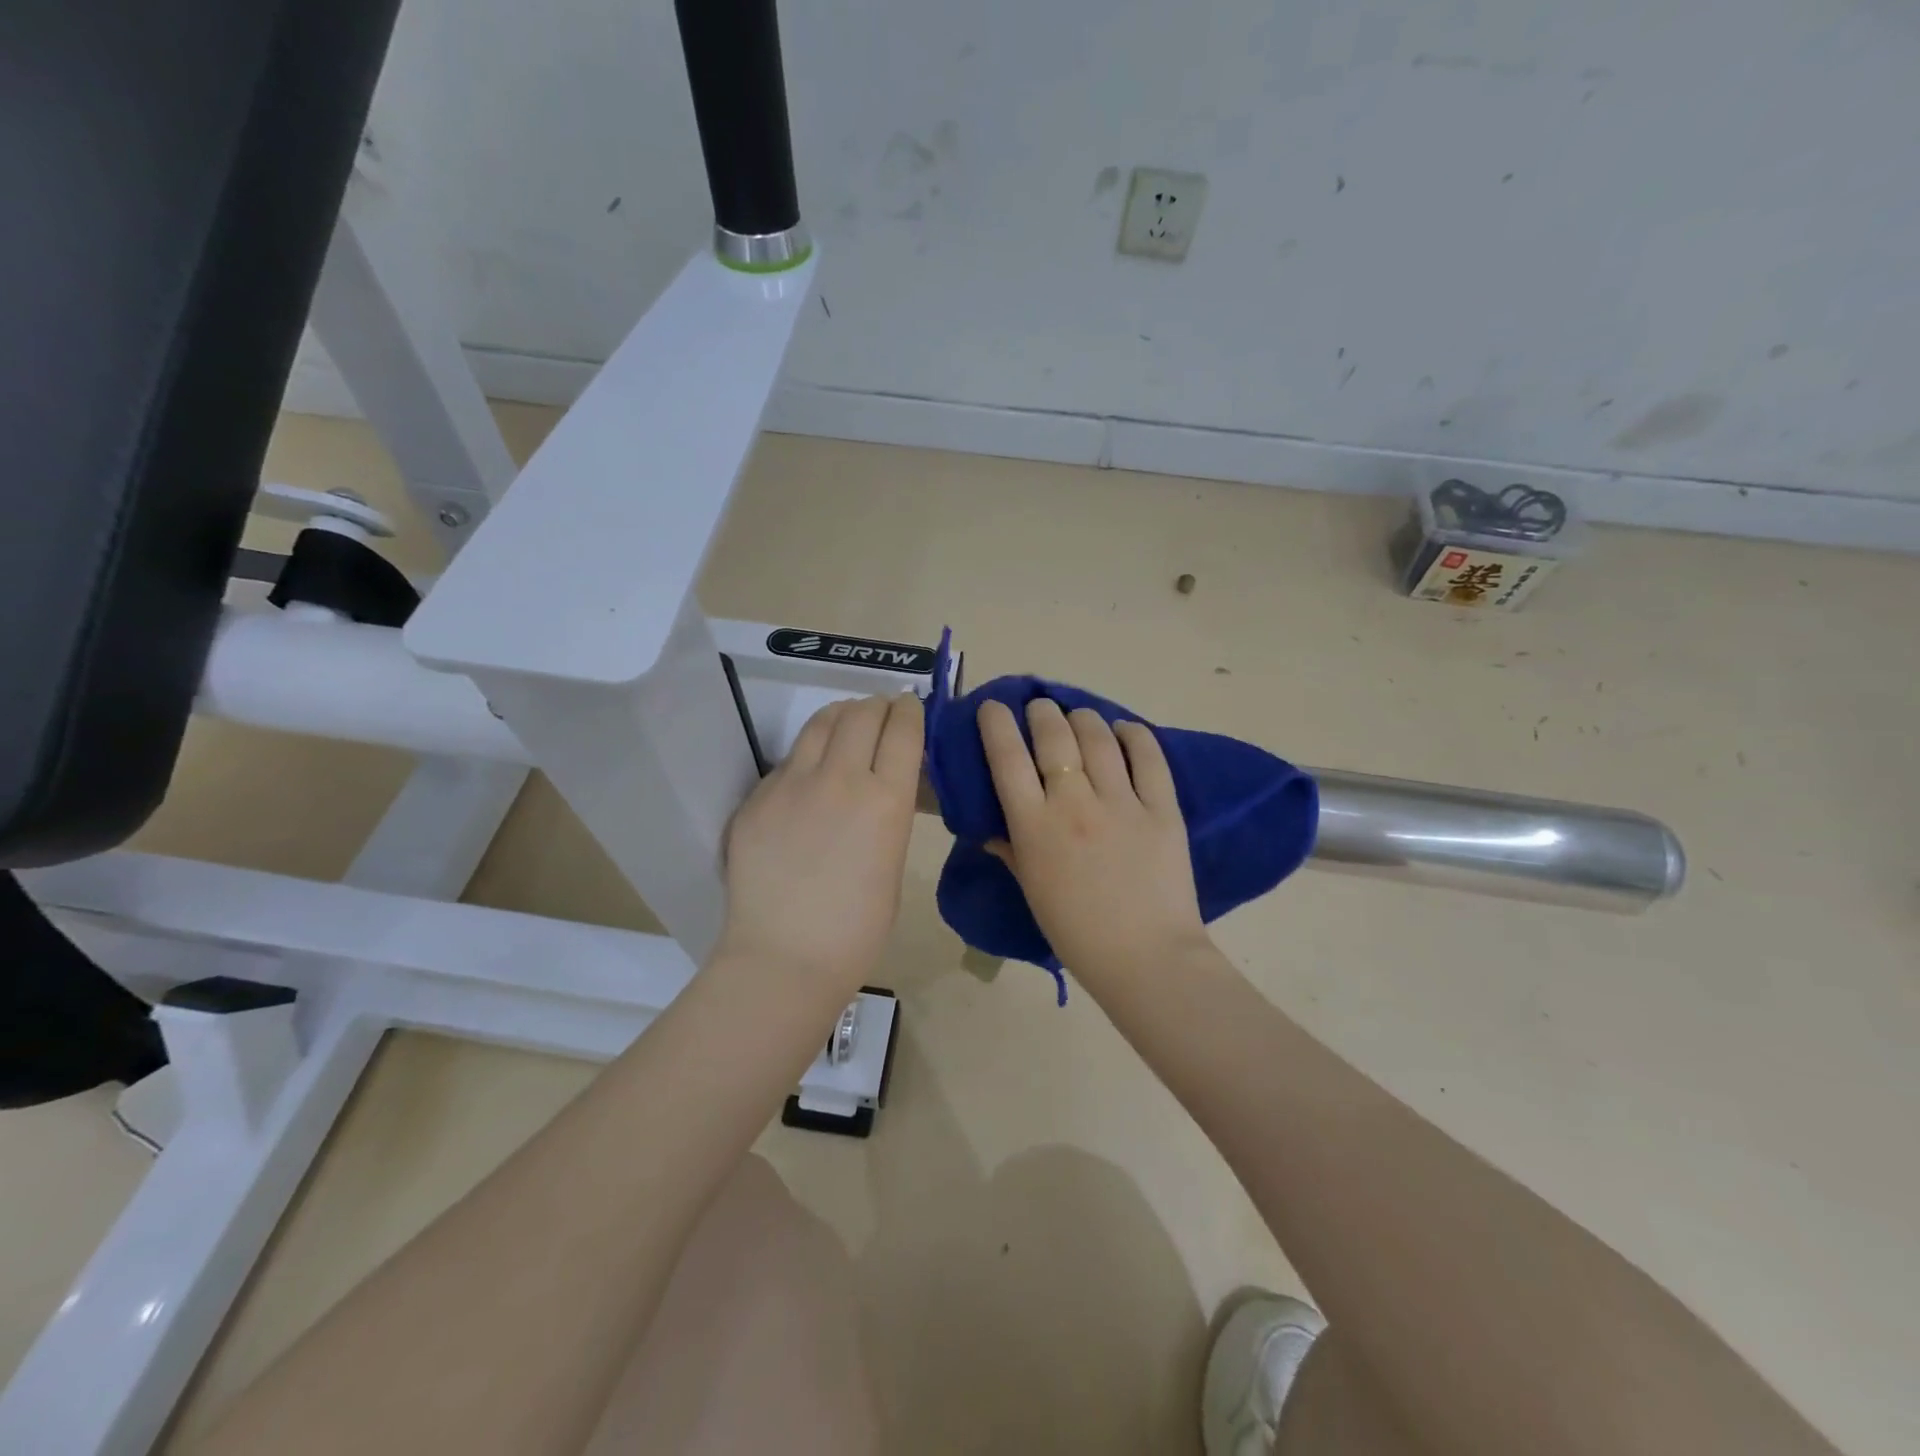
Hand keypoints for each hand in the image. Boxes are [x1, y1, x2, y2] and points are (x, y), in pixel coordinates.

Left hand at [716, 693, 923, 998]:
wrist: (785, 957)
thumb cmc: (857, 928)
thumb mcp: (893, 862)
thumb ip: (888, 814)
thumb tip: (884, 786)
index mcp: (886, 800)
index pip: (903, 729)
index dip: (909, 710)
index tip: (909, 707)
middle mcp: (841, 778)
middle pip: (862, 713)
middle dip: (878, 705)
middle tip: (882, 711)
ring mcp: (792, 783)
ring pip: (821, 723)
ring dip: (841, 715)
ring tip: (847, 722)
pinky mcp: (757, 796)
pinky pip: (788, 760)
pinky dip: (808, 754)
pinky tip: (809, 774)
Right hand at [977, 698, 1209, 984]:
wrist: (1146, 959)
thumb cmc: (1077, 933)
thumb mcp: (1032, 890)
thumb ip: (1011, 850)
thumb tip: (992, 826)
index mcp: (1034, 827)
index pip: (1007, 758)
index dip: (996, 724)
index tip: (993, 707)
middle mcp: (1074, 804)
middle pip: (1053, 736)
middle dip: (1042, 712)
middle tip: (1040, 708)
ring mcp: (1121, 803)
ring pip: (1098, 737)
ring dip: (1083, 717)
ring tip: (1078, 716)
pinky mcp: (1162, 808)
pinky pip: (1148, 757)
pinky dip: (1134, 735)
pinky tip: (1125, 730)